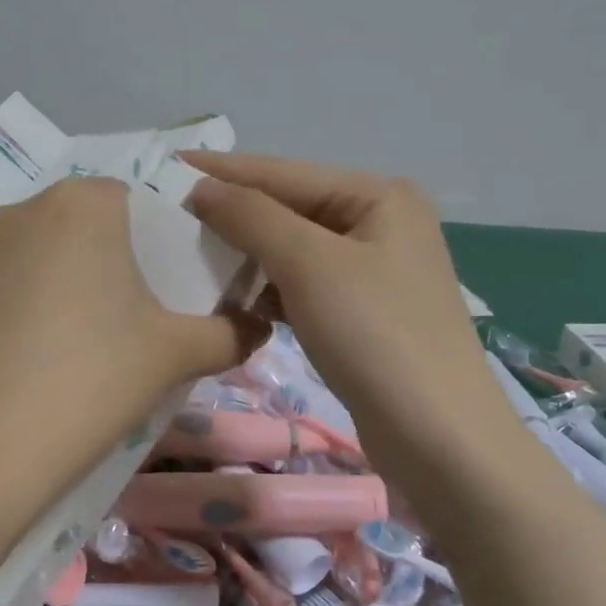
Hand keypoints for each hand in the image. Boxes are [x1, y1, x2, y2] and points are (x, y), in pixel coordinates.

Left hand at [0, 177, 263, 514]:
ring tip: (95, 336)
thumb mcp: (176, 353)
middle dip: (119, 259)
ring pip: (49, 251)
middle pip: (90, 224)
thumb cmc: (94, 376)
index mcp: (84, 202)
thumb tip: (262, 328)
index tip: (175, 284)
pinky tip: (48, 351)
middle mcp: (27, 209)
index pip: (137, 199)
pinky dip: (37, 302)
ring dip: (75, 279)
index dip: (161, 238)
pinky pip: (15, 281)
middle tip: (141, 313)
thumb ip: (230, 333)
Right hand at [183, 152, 507, 465]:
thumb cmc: (374, 335)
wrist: (438, 438)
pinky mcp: (365, 313)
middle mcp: (381, 224)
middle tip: (173, 218)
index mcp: (379, 196)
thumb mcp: (309, 264)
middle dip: (235, 216)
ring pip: (294, 251)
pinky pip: (304, 286)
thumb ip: (252, 217)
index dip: (224, 171)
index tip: (167, 168)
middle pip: (291, 209)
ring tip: (195, 259)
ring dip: (249, 257)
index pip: (285, 173)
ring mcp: (375, 271)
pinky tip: (239, 303)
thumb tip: (202, 188)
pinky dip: (271, 291)